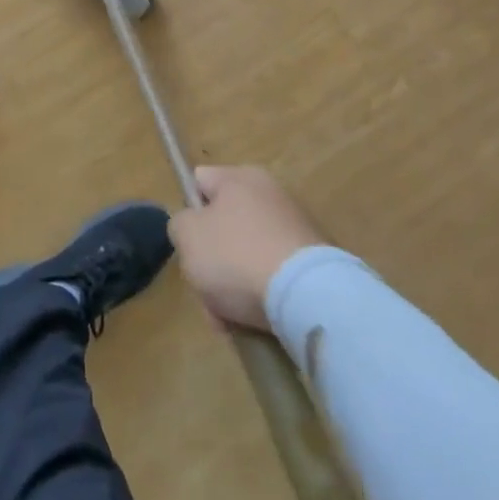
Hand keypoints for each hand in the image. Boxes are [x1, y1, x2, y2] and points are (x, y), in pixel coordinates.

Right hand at [169, 167, 327, 331]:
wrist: (309, 298)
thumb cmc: (236, 256)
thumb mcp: (186, 236)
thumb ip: (180, 224)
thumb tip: (193, 229)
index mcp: (239, 177)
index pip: (200, 182)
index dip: (188, 212)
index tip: (189, 244)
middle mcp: (271, 194)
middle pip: (225, 226)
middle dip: (213, 260)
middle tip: (207, 292)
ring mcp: (298, 229)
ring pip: (249, 256)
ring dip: (236, 284)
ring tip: (231, 319)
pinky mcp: (318, 264)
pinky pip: (277, 276)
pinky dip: (265, 296)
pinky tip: (258, 321)